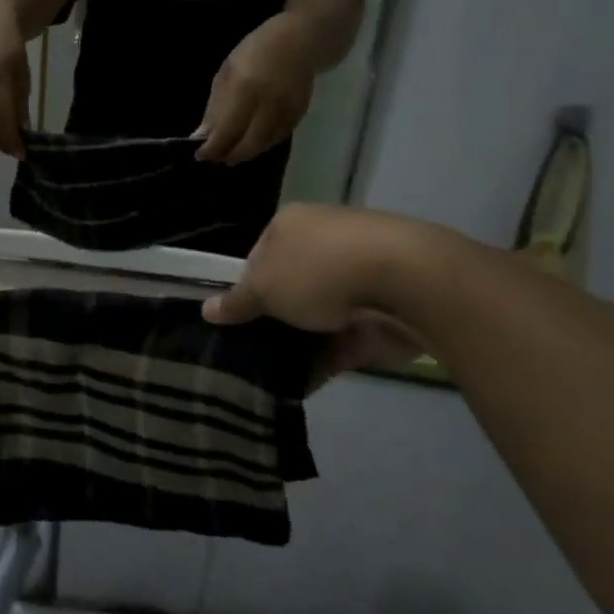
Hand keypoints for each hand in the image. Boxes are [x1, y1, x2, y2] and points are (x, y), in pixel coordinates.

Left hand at [194, 15, 317, 163]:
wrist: (300, 41)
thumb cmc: (255, 51)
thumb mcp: (227, 73)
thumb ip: (215, 107)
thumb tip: (202, 136)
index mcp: (246, 88)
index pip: (227, 130)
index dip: (213, 148)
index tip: (200, 154)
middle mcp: (269, 103)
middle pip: (248, 144)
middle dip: (229, 155)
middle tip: (215, 158)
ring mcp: (287, 111)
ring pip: (263, 145)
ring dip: (245, 152)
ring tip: (230, 151)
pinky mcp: (299, 115)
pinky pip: (276, 138)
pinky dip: (261, 144)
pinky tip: (250, 141)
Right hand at [203, 204, 446, 375]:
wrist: (407, 284)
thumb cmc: (320, 271)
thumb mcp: (264, 287)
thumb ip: (237, 302)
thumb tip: (206, 309)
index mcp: (292, 225)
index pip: (258, 256)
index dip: (245, 289)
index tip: (236, 320)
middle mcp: (323, 245)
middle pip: (288, 287)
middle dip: (272, 319)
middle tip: (248, 352)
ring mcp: (355, 279)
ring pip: (315, 316)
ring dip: (296, 344)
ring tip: (266, 377)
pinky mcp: (379, 313)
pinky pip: (342, 341)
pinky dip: (323, 361)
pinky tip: (297, 388)